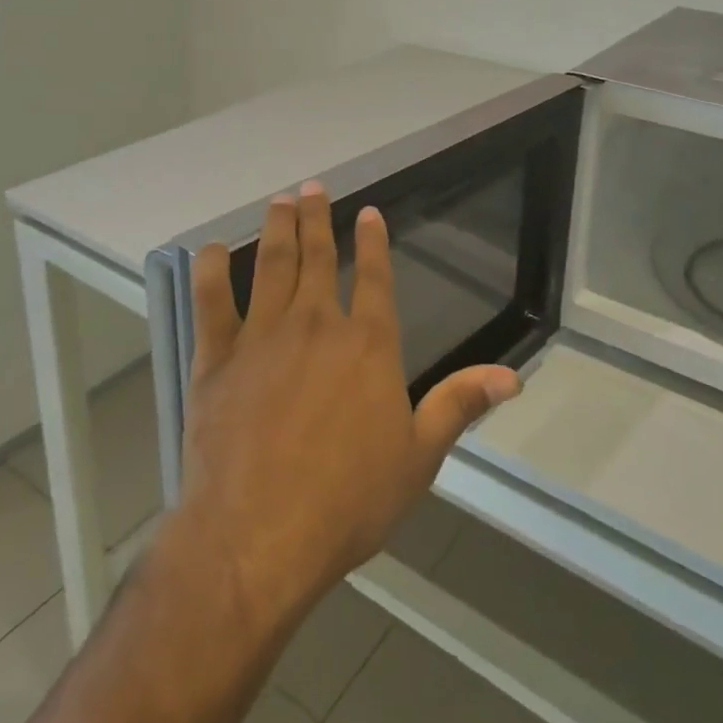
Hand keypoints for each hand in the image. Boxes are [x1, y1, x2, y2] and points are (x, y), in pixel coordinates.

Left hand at [176, 182, 521, 636]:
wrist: (259, 536)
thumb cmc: (348, 500)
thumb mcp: (418, 457)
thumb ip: (459, 405)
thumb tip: (512, 376)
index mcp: (367, 344)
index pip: (375, 276)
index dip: (373, 241)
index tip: (368, 212)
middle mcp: (316, 325)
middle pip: (318, 257)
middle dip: (318, 218)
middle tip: (313, 186)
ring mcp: (263, 337)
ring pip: (272, 266)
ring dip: (277, 229)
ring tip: (280, 201)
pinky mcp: (218, 359)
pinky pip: (211, 303)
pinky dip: (211, 271)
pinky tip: (212, 249)